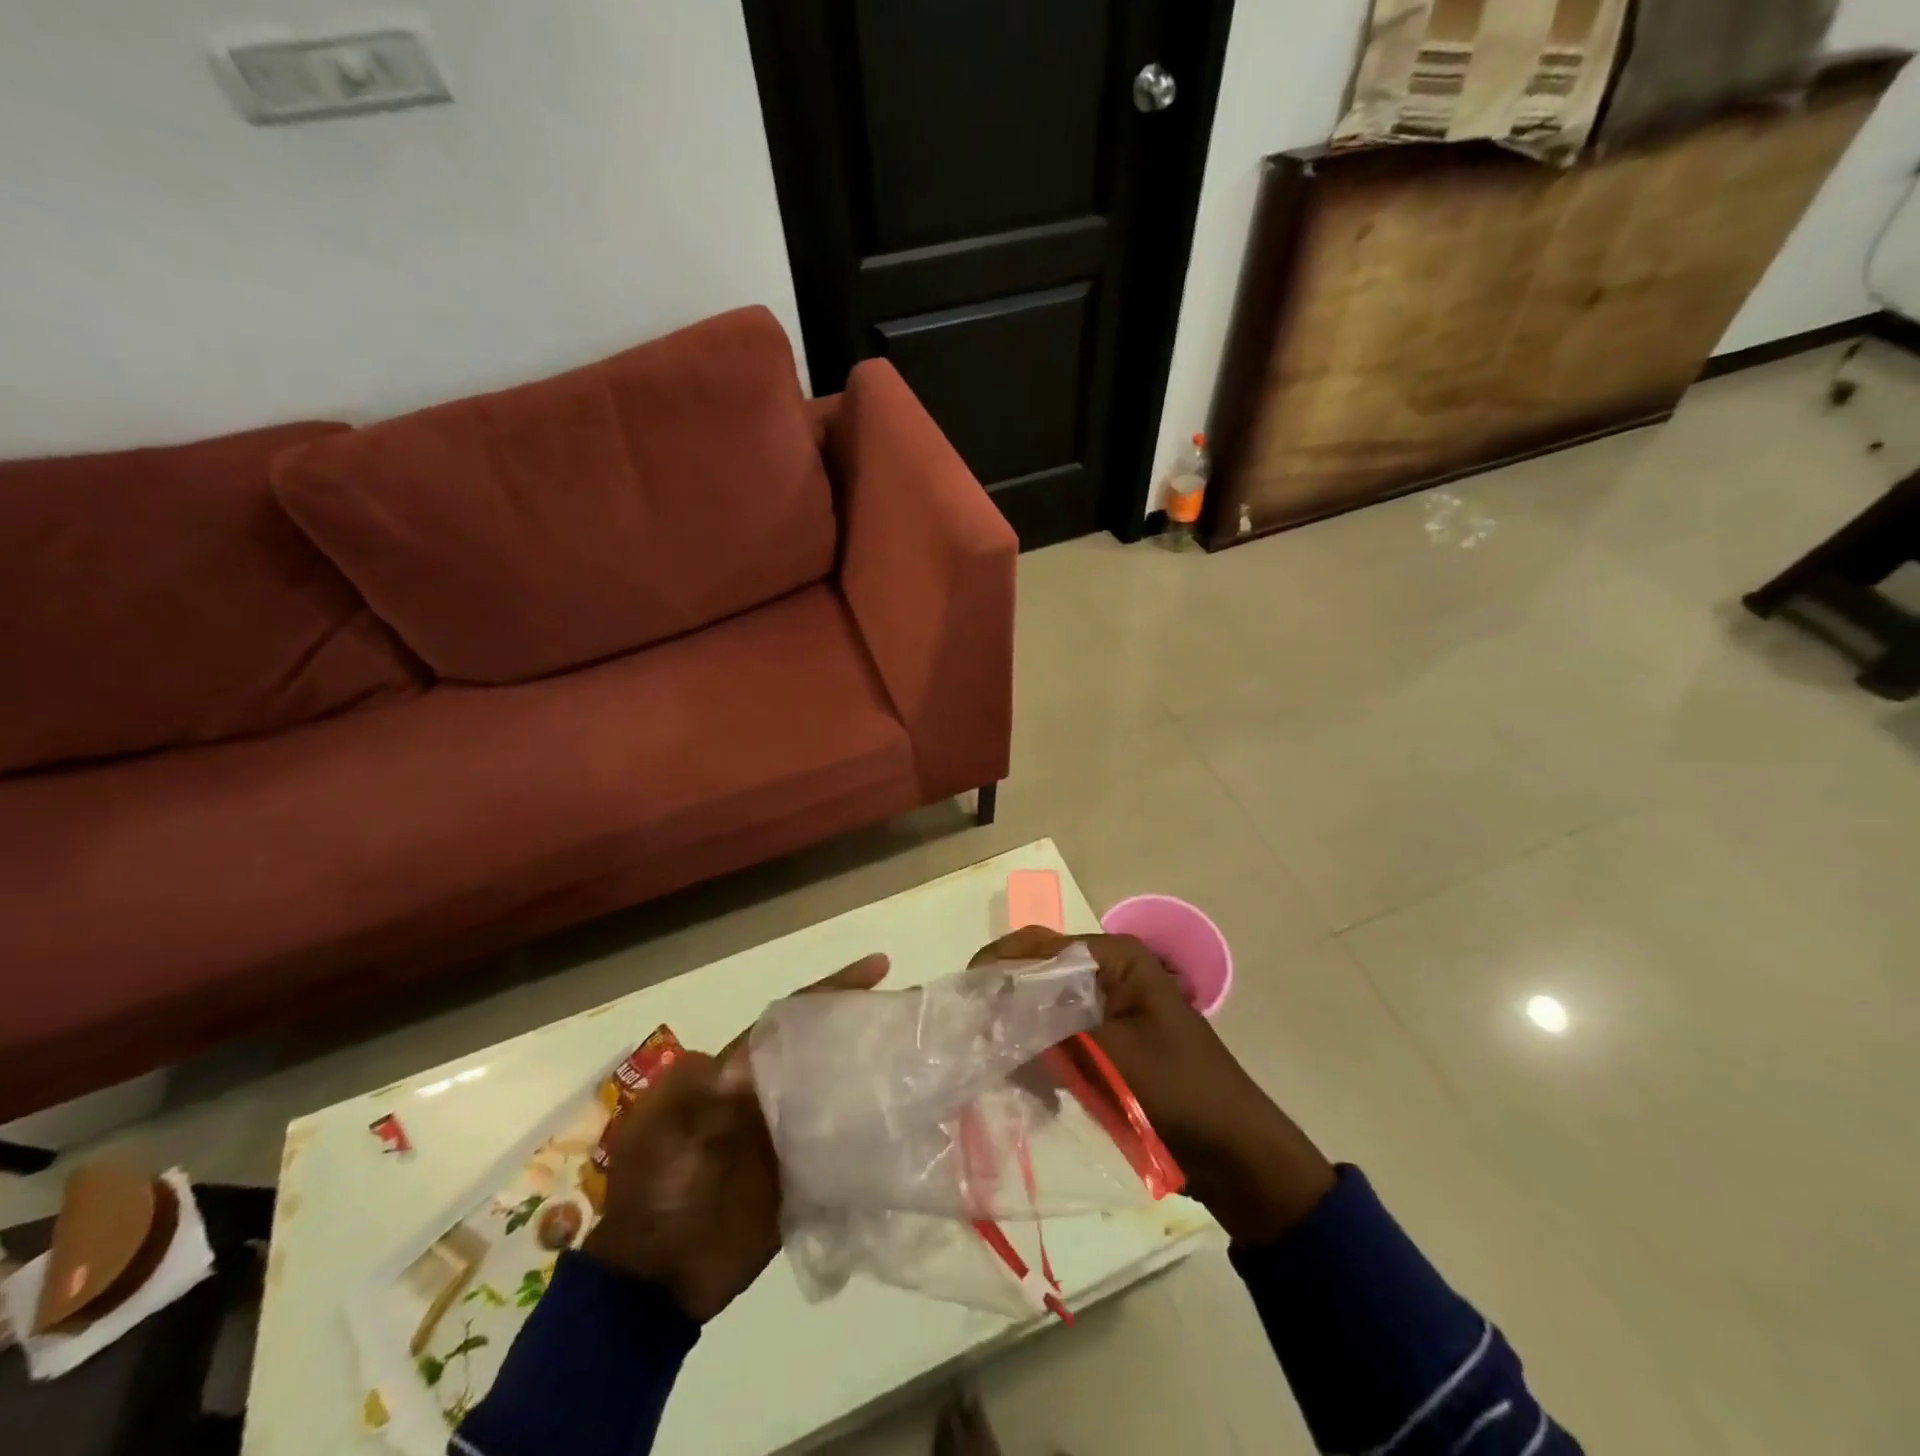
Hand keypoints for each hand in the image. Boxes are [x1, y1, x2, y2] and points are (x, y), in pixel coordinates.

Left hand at [582, 953, 888, 1320]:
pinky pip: (842, 1146)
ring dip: (873, 1076)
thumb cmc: (653, 1191)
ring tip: (924, 1061)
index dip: (833, 989)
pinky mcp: (801, 1178)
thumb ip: (702, 1090)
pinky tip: (906, 1128)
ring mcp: (786, 1135)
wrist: (649, 1282)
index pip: (793, 1017)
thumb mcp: (663, 1129)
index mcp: (737, 1071)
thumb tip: (747, 1060)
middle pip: (824, 1048)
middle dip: (865, 1026)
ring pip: (838, 1092)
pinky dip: (869, 1134)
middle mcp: (768, 1094)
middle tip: (916, 1013)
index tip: (879, 967)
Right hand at [970, 928, 1334, 1244]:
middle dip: (1007, 1006)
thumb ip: (1048, 1031)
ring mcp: (1107, 1009)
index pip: (1041, 945)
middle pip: (1039, 976)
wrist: (1236, 1156)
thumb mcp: (1110, 1058)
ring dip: (1023, 1039)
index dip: (998, 964)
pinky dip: (1042, 1061)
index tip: (962, 997)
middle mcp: (1109, 973)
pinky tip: (1037, 1094)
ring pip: (1044, 1010)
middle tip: (974, 1039)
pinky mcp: (1106, 1044)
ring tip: (1003, 1073)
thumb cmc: (1179, 1093)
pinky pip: (1059, 1040)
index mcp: (1117, 959)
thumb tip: (987, 1016)